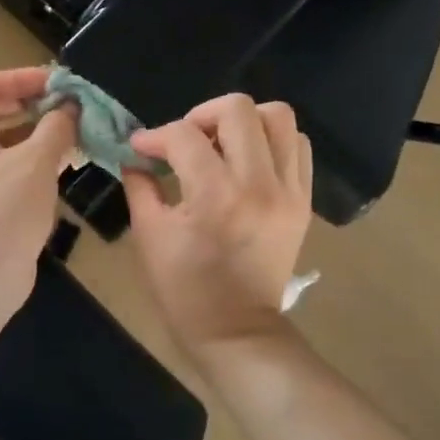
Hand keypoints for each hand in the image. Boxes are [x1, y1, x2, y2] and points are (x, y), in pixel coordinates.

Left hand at [0, 67, 78, 310]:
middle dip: (33, 105)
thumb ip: (56, 126)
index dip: (24, 78)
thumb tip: (70, 108)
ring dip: (37, 132)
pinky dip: (31, 159)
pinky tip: (65, 160)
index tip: (61, 83)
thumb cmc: (5, 209)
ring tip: (75, 129)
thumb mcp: (37, 161)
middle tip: (70, 104)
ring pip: (1, 140)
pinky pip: (4, 166)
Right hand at [122, 94, 312, 360]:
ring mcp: (288, 191)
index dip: (155, 136)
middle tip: (186, 140)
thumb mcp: (149, 236)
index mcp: (215, 196)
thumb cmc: (184, 289)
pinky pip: (298, 146)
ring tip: (221, 144)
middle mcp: (259, 184)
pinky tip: (247, 161)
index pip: (185, 136)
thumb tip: (136, 155)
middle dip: (202, 114)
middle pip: (239, 109)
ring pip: (278, 117)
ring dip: (244, 122)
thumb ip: (140, 185)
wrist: (236, 330)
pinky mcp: (302, 200)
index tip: (141, 147)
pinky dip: (271, 142)